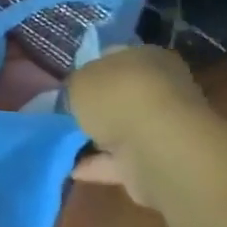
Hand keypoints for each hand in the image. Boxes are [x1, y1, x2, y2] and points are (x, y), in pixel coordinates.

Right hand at [67, 46, 211, 204]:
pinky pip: (122, 162)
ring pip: (124, 129)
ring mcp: (162, 128)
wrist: (159, 149)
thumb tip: (76, 94)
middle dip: (98, 105)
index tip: (70, 82)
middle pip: (121, 95)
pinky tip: (73, 170)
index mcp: (146, 57)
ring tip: (64, 143)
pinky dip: (100, 166)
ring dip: (99, 138)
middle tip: (67, 113)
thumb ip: (75, 86)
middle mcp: (161, 88)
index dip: (91, 67)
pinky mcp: (159, 162)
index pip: (116, 56)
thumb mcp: (79, 80)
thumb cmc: (118, 97)